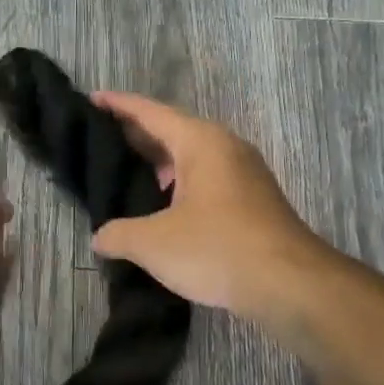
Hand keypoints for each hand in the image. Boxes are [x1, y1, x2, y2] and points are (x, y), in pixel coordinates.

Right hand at [89, 91, 331, 318]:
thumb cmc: (218, 249)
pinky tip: (160, 208)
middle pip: (170, 131)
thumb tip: (100, 238)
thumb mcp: (153, 243)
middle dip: (134, 135)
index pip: (150, 112)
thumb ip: (118, 234)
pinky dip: (177, 184)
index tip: (91, 99)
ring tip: (123, 175)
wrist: (291, 285)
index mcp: (200, 142)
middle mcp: (224, 147)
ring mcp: (243, 174)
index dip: (118, 105)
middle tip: (98, 141)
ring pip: (190, 158)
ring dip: (157, 163)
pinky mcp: (252, 201)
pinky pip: (204, 179)